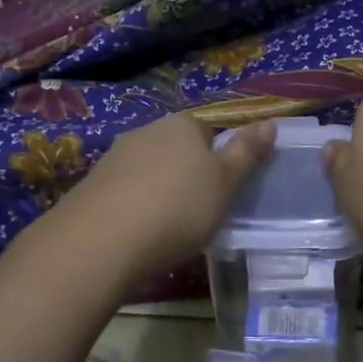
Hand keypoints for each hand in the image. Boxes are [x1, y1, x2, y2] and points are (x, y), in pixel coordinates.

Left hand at [58, 114, 275, 276]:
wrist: (103, 239)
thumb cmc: (179, 208)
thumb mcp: (225, 183)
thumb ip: (246, 153)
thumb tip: (270, 122)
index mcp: (183, 126)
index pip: (207, 131)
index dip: (217, 159)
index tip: (221, 190)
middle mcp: (146, 131)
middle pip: (175, 148)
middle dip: (186, 173)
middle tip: (198, 209)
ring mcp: (115, 157)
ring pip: (148, 169)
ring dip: (158, 189)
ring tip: (167, 225)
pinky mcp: (92, 185)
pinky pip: (124, 190)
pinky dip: (133, 205)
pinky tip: (138, 231)